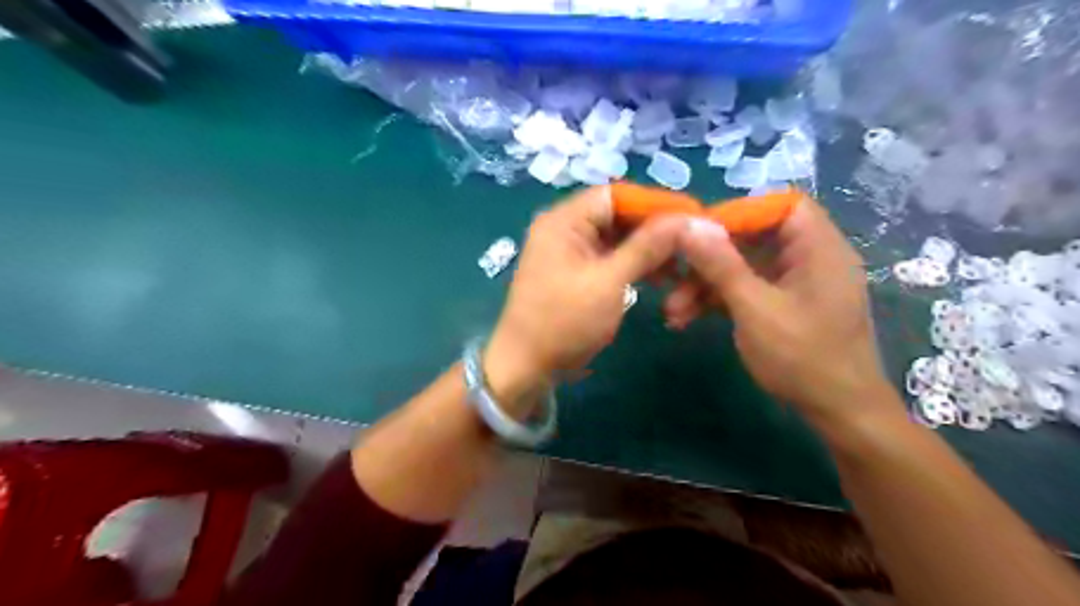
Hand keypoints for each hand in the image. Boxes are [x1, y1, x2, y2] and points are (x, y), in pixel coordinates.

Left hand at [488, 187, 687, 408]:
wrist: (527, 367)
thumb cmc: (563, 322)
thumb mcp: (608, 282)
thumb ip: (645, 248)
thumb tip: (684, 219)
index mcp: (564, 221)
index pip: (615, 194)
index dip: (654, 202)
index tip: (691, 215)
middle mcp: (565, 229)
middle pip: (617, 215)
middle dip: (654, 229)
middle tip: (691, 242)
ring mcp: (570, 252)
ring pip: (617, 238)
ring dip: (647, 250)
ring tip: (681, 265)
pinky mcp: (577, 273)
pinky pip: (610, 258)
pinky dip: (634, 265)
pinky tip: (661, 277)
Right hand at [668, 198, 895, 426]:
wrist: (838, 413)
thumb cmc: (803, 358)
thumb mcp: (755, 308)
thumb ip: (722, 264)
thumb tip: (690, 224)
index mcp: (817, 247)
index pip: (778, 205)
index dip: (736, 213)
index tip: (695, 232)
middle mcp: (808, 258)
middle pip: (752, 239)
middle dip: (708, 259)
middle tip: (672, 276)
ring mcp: (794, 283)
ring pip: (742, 268)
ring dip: (705, 285)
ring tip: (673, 312)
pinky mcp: (782, 305)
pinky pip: (746, 289)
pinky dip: (718, 300)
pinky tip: (687, 319)